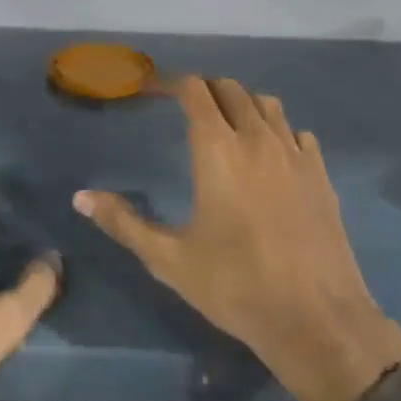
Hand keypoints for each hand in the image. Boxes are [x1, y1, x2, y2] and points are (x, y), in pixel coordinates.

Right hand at [75, 78, 400, 400]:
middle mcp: (257, 139)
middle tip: (185, 108)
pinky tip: (270, 157)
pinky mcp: (320, 174)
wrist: (315, 318)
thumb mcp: (169, 259)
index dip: (170, 82)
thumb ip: (123, 222)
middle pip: (231, 89)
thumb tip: (80, 197)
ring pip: (267, 105)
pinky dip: (278, 131)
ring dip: (243, 104)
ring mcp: (295, 154)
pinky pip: (297, 133)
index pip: (194, 91)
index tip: (151, 90)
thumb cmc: (235, 287)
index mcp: (218, 149)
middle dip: (205, 90)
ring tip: (227, 126)